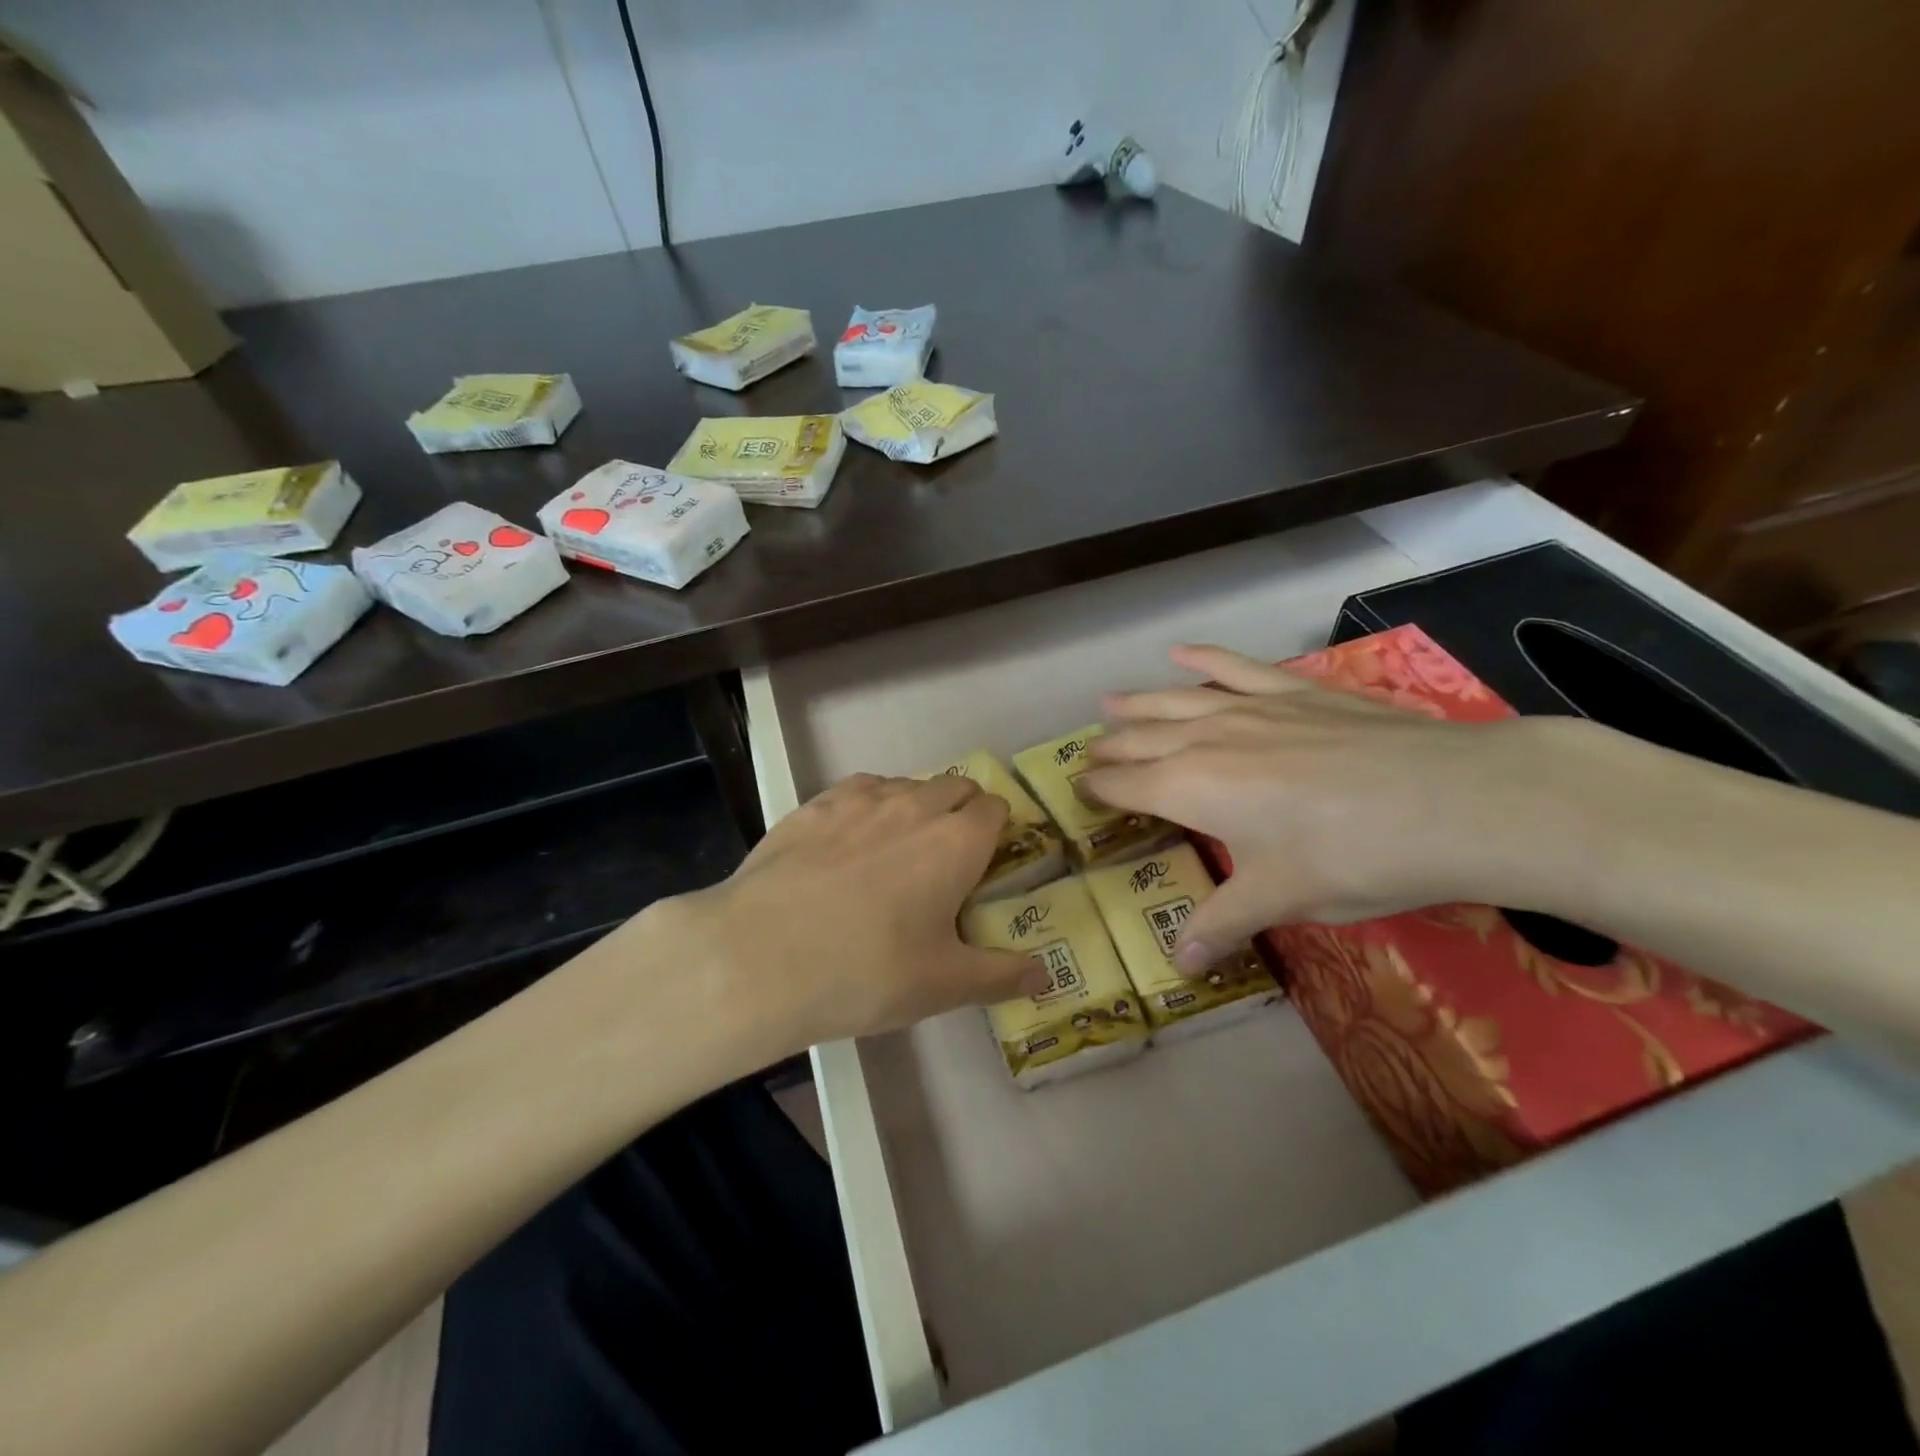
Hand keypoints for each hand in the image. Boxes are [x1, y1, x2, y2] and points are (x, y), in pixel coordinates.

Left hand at [644, 773, 1041, 1060]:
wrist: (760, 956)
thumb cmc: (867, 972)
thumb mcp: (943, 985)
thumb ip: (1001, 975)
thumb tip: (1044, 973)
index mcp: (957, 841)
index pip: (995, 808)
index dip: (998, 830)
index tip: (987, 862)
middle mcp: (914, 805)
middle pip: (956, 786)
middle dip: (963, 811)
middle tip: (947, 860)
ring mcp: (860, 799)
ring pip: (906, 784)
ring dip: (916, 806)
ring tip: (896, 851)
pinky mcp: (813, 804)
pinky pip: (858, 790)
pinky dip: (868, 806)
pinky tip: (848, 843)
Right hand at [1080, 645, 1580, 969]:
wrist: (1451, 801)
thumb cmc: (1350, 857)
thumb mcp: (1279, 899)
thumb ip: (1221, 924)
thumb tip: (1179, 966)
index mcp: (1190, 789)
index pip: (1126, 785)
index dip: (1098, 789)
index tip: (1078, 791)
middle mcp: (1207, 740)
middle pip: (1142, 739)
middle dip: (1111, 747)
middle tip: (1089, 753)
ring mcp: (1251, 707)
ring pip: (1177, 700)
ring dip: (1140, 703)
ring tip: (1111, 701)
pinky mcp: (1295, 691)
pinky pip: (1237, 667)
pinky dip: (1205, 658)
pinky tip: (1181, 651)